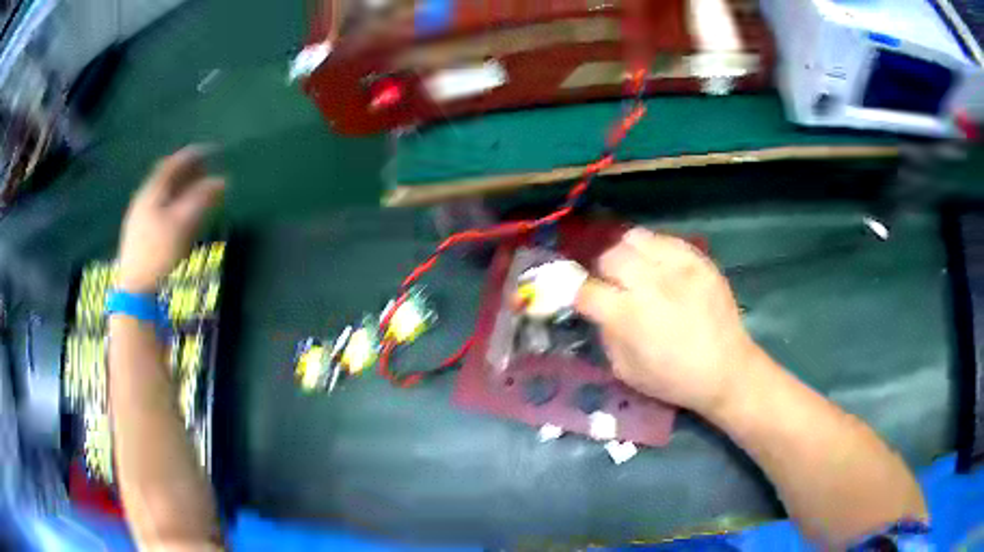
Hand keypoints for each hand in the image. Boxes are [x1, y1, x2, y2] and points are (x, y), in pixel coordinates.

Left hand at [117, 146, 224, 292]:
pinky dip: (173, 202)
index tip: (211, 151)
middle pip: (167, 177)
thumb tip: (222, 181)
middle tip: (206, 170)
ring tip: (196, 191)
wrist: (135, 287)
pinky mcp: (138, 232)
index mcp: (152, 191)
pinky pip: (159, 207)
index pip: (173, 164)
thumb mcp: (183, 224)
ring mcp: (139, 216)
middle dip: (187, 171)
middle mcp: (144, 198)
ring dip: (181, 188)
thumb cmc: (159, 252)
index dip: (193, 155)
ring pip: (163, 193)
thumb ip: (202, 200)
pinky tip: (180, 213)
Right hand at [575, 228, 759, 415]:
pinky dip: (654, 250)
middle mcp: (650, 284)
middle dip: (605, 272)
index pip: (586, 290)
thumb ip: (606, 336)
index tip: (586, 301)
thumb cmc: (674, 379)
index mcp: (628, 316)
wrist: (726, 369)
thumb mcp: (626, 372)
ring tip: (637, 270)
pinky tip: (661, 268)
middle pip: (609, 256)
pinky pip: (665, 239)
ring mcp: (677, 267)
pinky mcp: (698, 259)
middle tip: (616, 286)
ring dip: (628, 255)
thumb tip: (600, 311)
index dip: (580, 295)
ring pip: (634, 239)